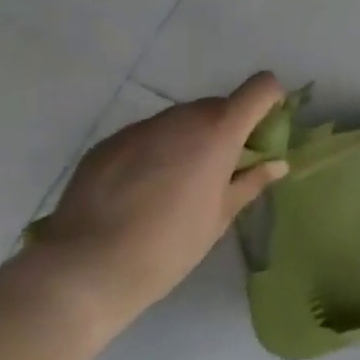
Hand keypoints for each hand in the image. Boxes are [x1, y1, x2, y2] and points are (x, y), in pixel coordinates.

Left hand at [22, 73, 289, 334]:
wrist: (82, 272)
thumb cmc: (168, 246)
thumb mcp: (220, 218)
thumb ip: (251, 182)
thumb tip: (277, 164)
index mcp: (219, 130)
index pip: (261, 88)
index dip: (270, 101)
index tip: (266, 129)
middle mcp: (182, 117)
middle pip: (218, 106)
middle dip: (227, 129)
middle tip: (220, 169)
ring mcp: (142, 128)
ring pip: (180, 121)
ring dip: (189, 140)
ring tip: (176, 185)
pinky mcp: (108, 144)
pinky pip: (146, 137)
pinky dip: (154, 152)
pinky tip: (140, 192)